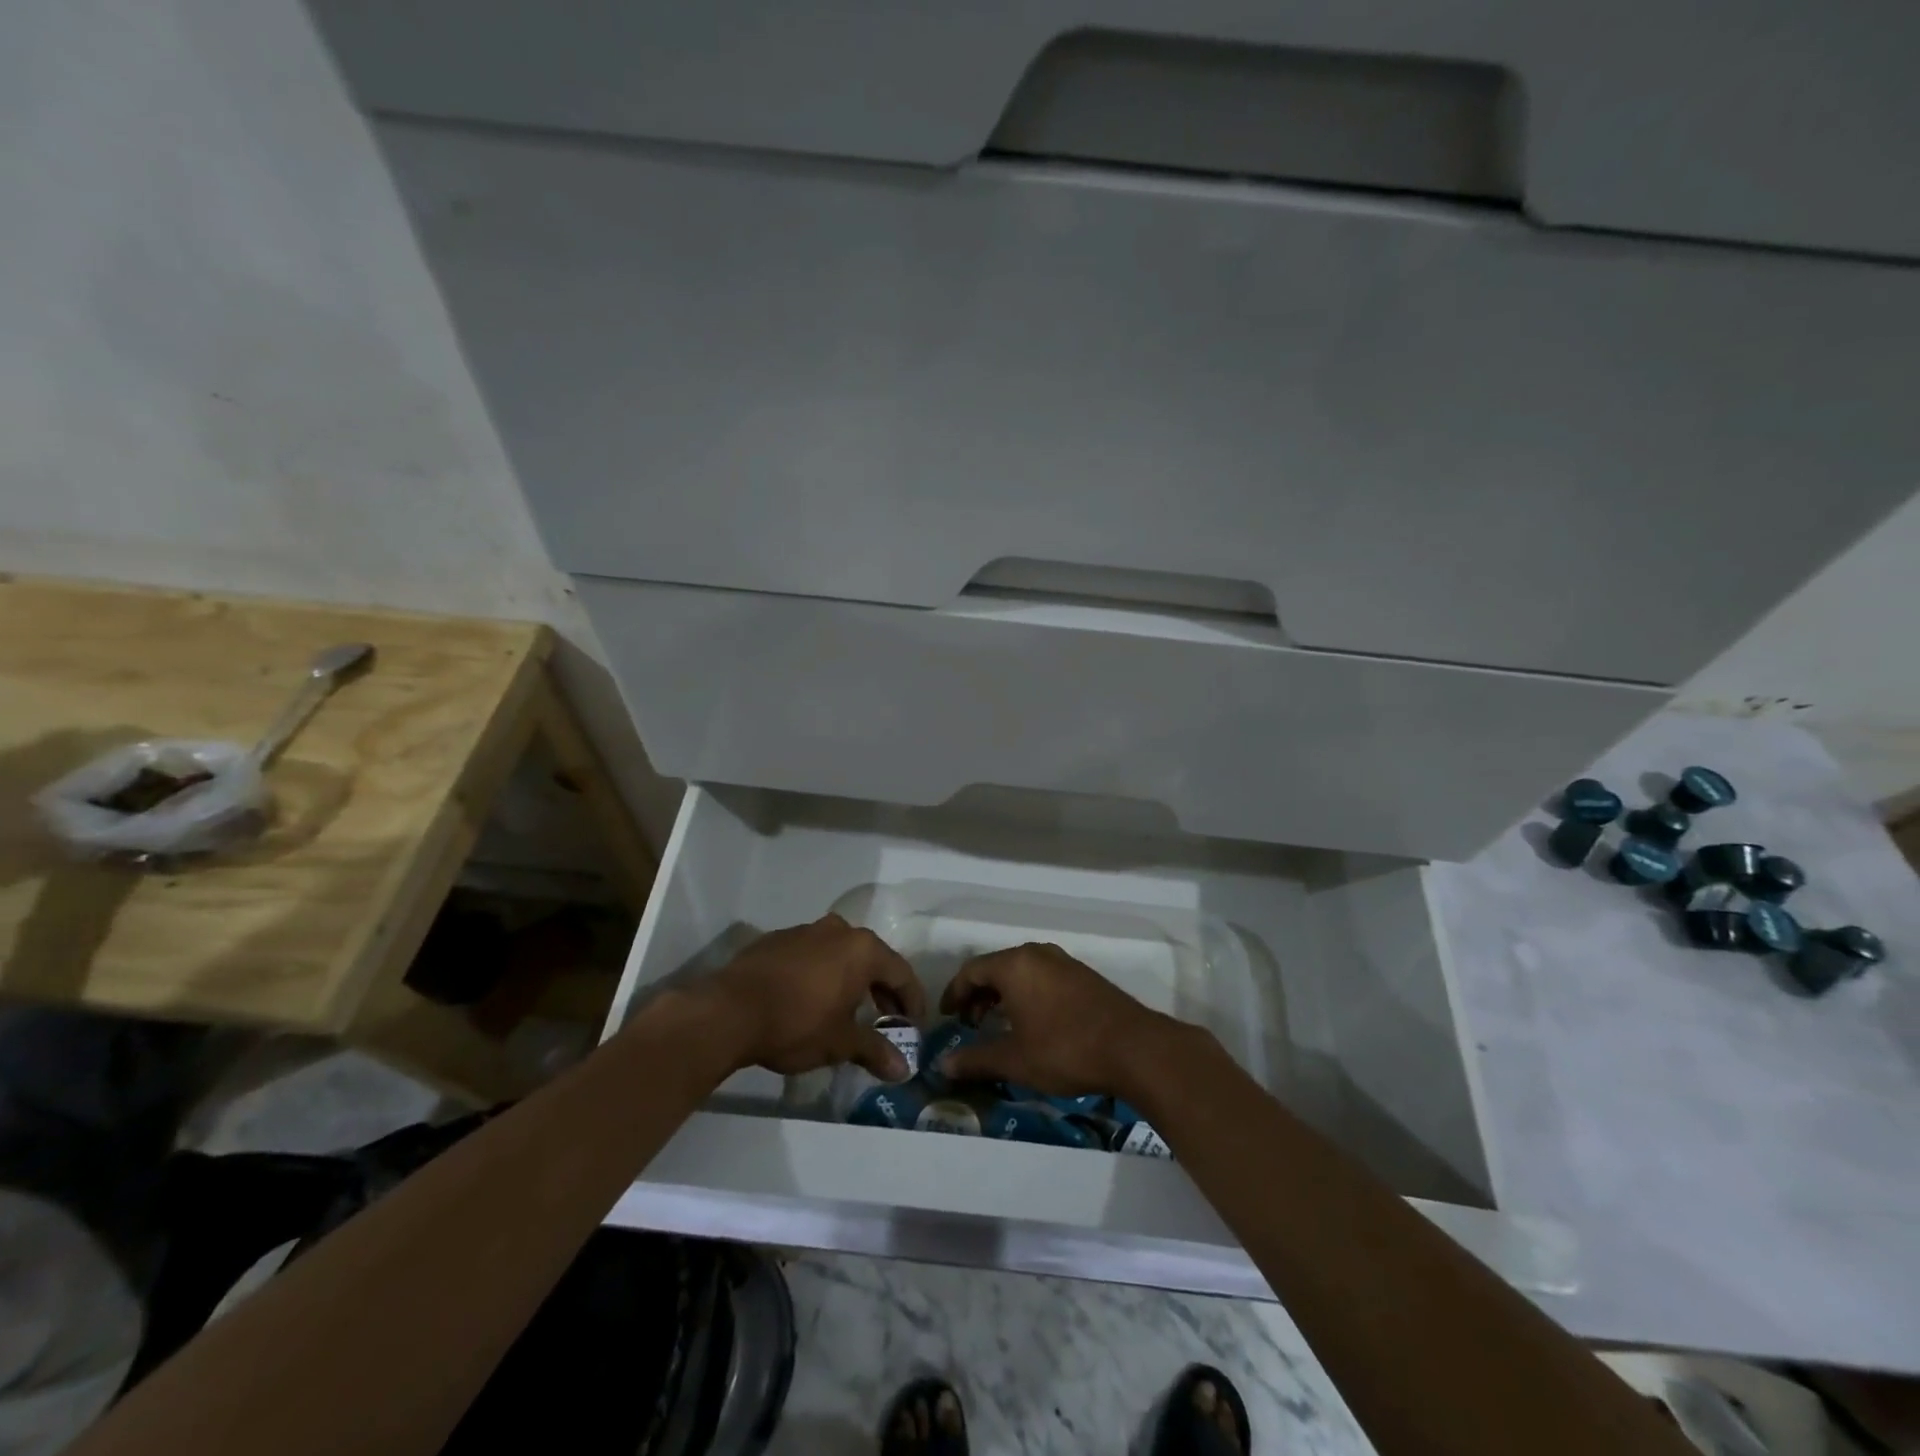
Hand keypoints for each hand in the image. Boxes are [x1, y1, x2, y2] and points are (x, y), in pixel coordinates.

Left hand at [699, 914, 925, 1080]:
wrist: (729, 1011)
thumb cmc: (797, 1023)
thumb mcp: (840, 1042)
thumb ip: (875, 1051)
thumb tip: (903, 1069)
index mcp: (862, 949)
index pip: (900, 972)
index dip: (911, 1000)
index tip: (913, 1024)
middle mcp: (838, 930)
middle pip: (872, 958)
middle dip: (881, 989)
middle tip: (885, 1018)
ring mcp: (805, 931)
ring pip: (840, 953)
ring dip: (849, 978)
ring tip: (847, 1009)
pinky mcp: (776, 940)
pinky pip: (810, 954)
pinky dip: (819, 973)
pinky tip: (809, 999)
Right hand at [936, 942, 1178, 1098]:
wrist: (1133, 1047)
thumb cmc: (1065, 1049)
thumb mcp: (1015, 1059)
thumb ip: (976, 1059)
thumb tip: (943, 1065)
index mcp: (1015, 965)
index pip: (972, 970)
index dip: (954, 993)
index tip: (946, 1016)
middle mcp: (1037, 954)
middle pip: (996, 967)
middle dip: (978, 994)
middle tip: (970, 1023)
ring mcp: (1063, 962)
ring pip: (1021, 971)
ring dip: (1003, 994)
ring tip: (998, 1024)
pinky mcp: (1083, 975)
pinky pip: (1042, 976)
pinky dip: (1027, 993)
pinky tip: (1032, 1021)